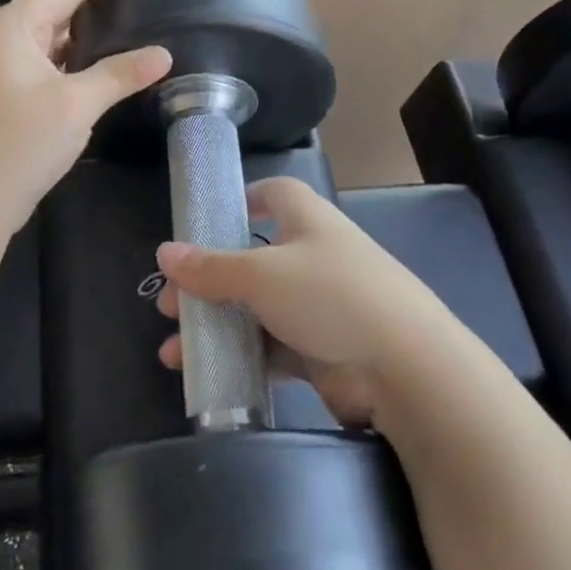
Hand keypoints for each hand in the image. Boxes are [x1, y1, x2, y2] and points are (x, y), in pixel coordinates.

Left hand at [0, 0, 171, 236]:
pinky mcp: (4, 86)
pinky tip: (100, 54)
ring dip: (83, 21)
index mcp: (10, 26)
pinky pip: (44, 53)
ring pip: (48, 28)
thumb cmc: (20, 144)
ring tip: (125, 11)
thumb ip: (120, 74)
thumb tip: (163, 55)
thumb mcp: (76, 105)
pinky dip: (72, 49)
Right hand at [154, 178, 444, 426]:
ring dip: (216, 327)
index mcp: (308, 221)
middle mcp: (314, 257)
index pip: (275, 194)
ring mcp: (320, 307)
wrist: (405, 369)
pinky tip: (205, 375)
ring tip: (175, 350)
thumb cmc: (330, 296)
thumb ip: (210, 267)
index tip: (208, 219)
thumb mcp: (261, 275)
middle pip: (252, 259)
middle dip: (208, 281)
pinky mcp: (322, 351)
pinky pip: (271, 349)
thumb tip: (164, 252)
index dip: (243, 199)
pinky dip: (240, 359)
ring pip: (256, 310)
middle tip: (170, 303)